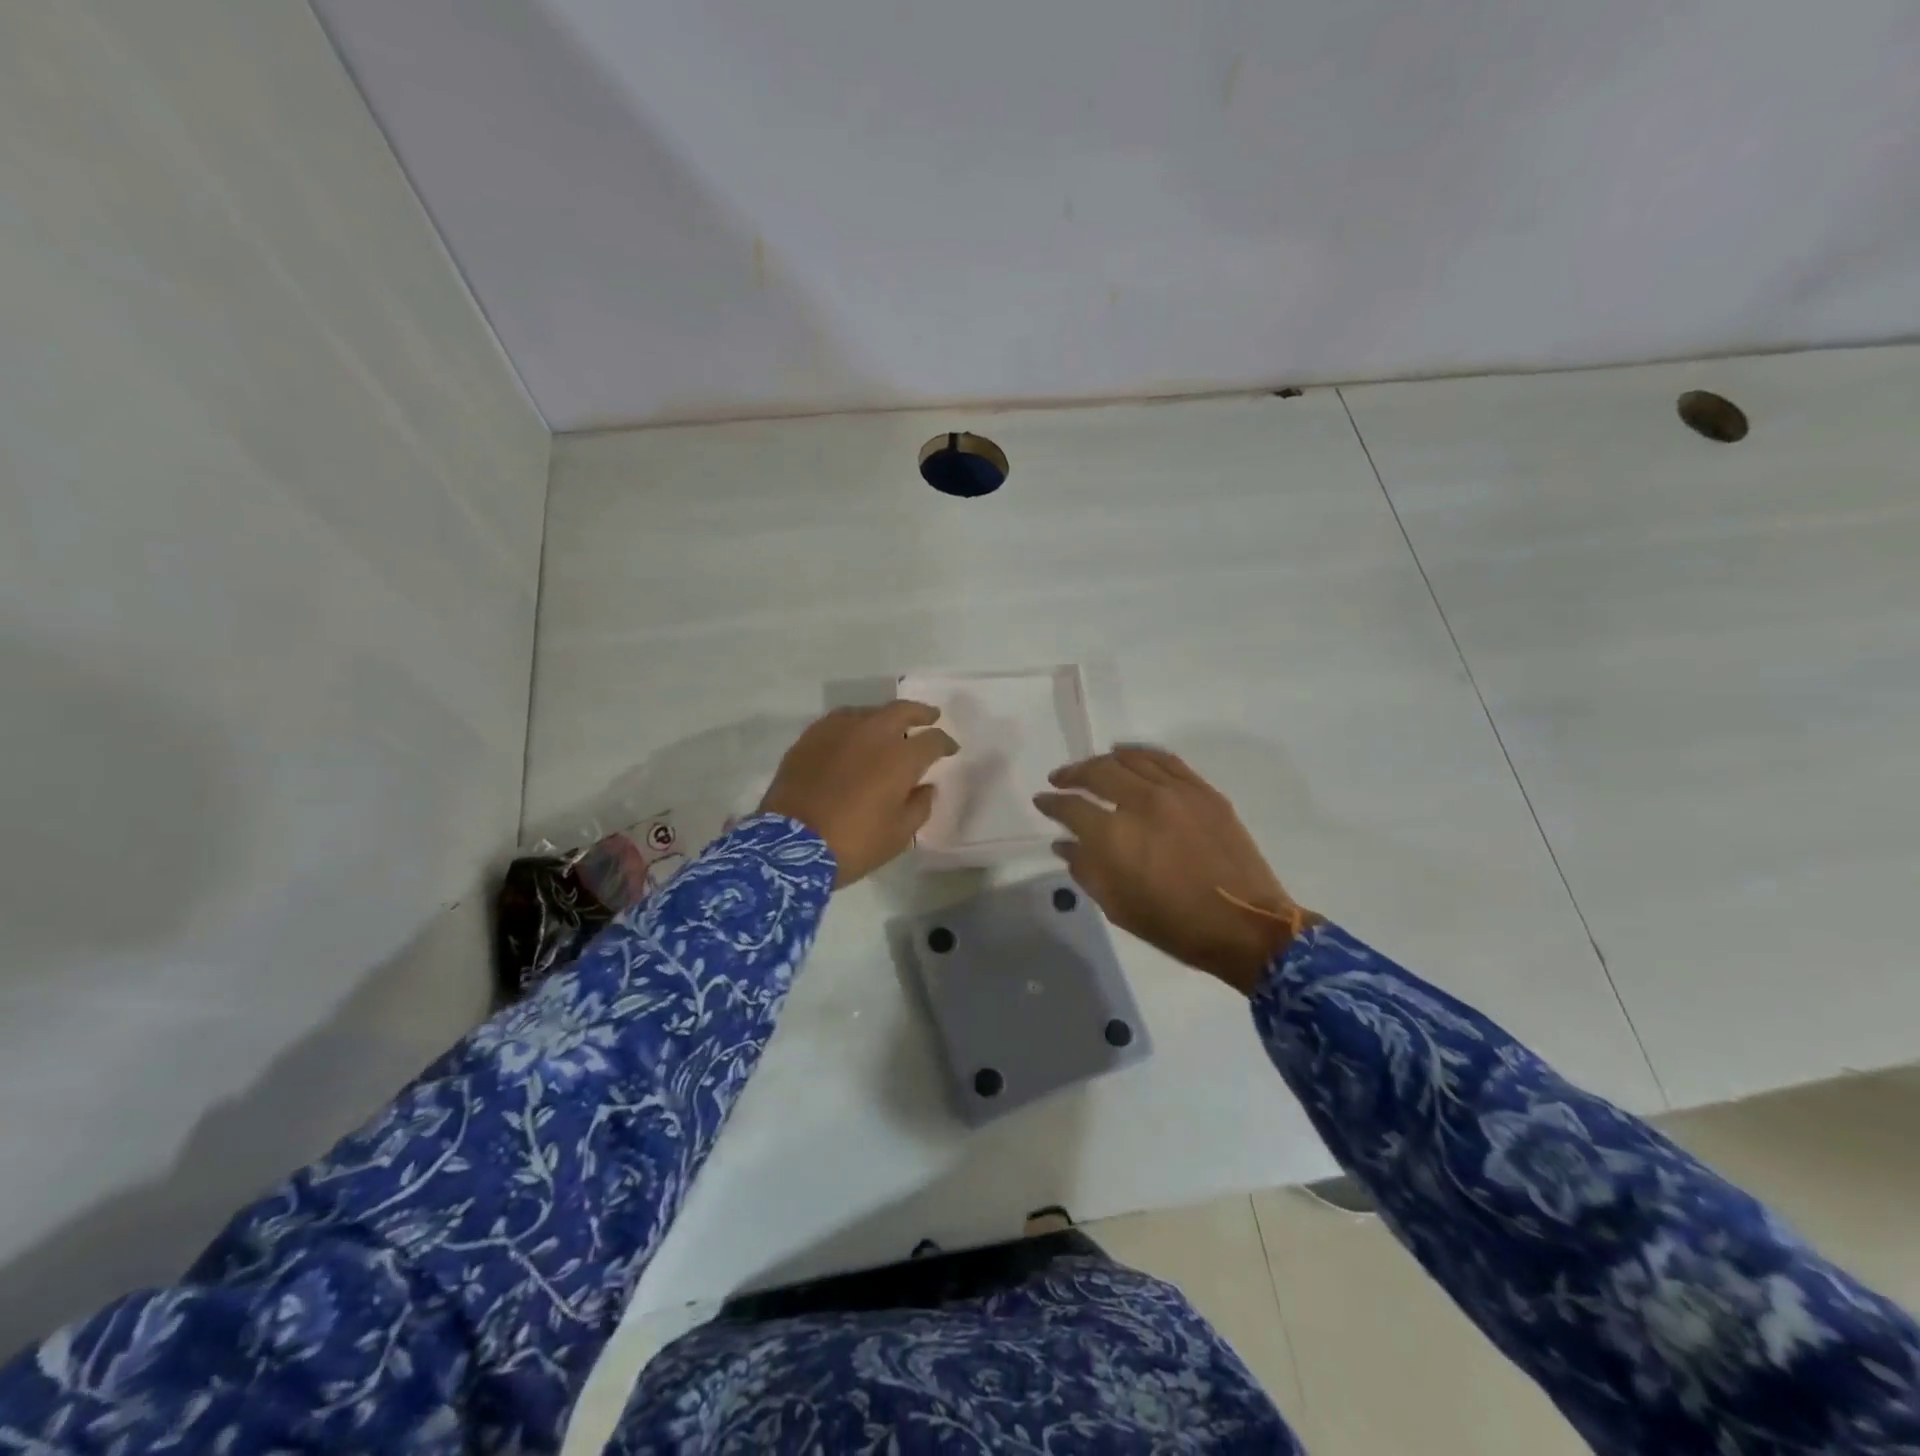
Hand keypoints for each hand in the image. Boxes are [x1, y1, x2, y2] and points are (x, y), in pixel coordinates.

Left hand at [759, 702, 958, 885]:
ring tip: (889, 727)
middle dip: (921, 713)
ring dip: (885, 717)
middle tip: (930, 717)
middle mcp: (872, 734)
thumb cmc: (853, 843)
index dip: (945, 743)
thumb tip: (925, 787)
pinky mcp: (811, 737)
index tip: (949, 749)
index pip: (932, 740)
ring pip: (870, 712)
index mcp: (900, 758)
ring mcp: (838, 731)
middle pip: (902, 711)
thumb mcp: (898, 835)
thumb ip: (919, 806)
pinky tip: (853, 735)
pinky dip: (854, 724)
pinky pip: (840, 721)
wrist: (788, 846)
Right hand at [1033, 747, 1318, 994]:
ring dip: (1104, 760)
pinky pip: (1165, 760)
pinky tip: (1129, 757)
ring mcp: (1176, 792)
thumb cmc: (1174, 925)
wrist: (1244, 924)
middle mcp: (1141, 803)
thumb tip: (1065, 844)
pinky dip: (1140, 755)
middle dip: (1072, 774)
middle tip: (1060, 779)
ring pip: (1130, 760)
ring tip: (1093, 766)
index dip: (1051, 803)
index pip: (1071, 808)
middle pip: (1097, 773)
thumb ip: (1085, 869)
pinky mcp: (1202, 791)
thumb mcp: (1117, 906)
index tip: (1041, 801)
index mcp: (1114, 836)